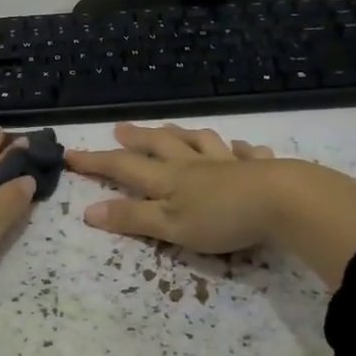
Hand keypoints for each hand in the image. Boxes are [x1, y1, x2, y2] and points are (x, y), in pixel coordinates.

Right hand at [65, 123, 355, 285]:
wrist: (285, 202)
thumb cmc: (222, 218)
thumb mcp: (170, 226)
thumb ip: (133, 218)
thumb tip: (89, 211)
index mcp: (169, 179)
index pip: (124, 167)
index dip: (96, 162)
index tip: (71, 155)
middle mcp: (194, 164)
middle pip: (161, 145)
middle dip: (137, 139)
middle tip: (120, 129)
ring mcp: (229, 162)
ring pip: (200, 141)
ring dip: (182, 134)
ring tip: (173, 129)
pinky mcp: (260, 167)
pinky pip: (245, 153)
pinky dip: (238, 149)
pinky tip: (241, 148)